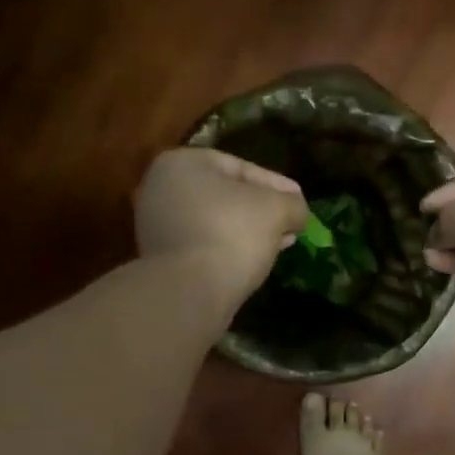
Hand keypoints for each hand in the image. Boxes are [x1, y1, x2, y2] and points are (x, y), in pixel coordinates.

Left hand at [135, 149, 308, 306]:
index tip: (299, 200)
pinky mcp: (159, 257)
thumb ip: (292, 203)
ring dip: (248, 231)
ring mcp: (155, 224)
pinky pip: (203, 244)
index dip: (276, 185)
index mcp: (182, 163)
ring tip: (280, 243)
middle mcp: (160, 188)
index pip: (241, 168)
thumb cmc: (231, 233)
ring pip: (215, 221)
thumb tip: (297, 212)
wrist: (188, 291)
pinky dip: (228, 248)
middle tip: (291, 223)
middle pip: (226, 195)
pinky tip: (255, 260)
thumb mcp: (276, 209)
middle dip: (262, 209)